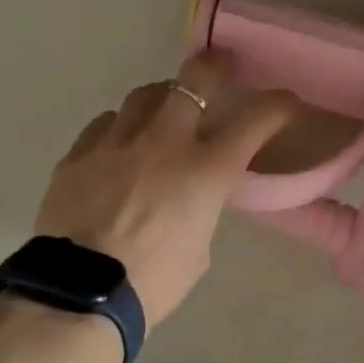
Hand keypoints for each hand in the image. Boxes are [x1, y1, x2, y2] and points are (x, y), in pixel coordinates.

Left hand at [35, 52, 296, 326]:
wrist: (82, 294)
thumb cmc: (155, 283)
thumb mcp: (198, 248)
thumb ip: (201, 210)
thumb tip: (191, 197)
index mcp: (205, 171)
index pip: (254, 120)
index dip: (276, 105)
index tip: (285, 102)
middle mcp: (164, 142)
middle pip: (193, 80)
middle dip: (214, 68)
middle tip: (221, 68)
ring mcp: (116, 142)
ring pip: (143, 95)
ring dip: (162, 98)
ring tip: (163, 110)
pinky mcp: (78, 154)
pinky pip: (105, 124)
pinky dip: (121, 128)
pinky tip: (120, 144)